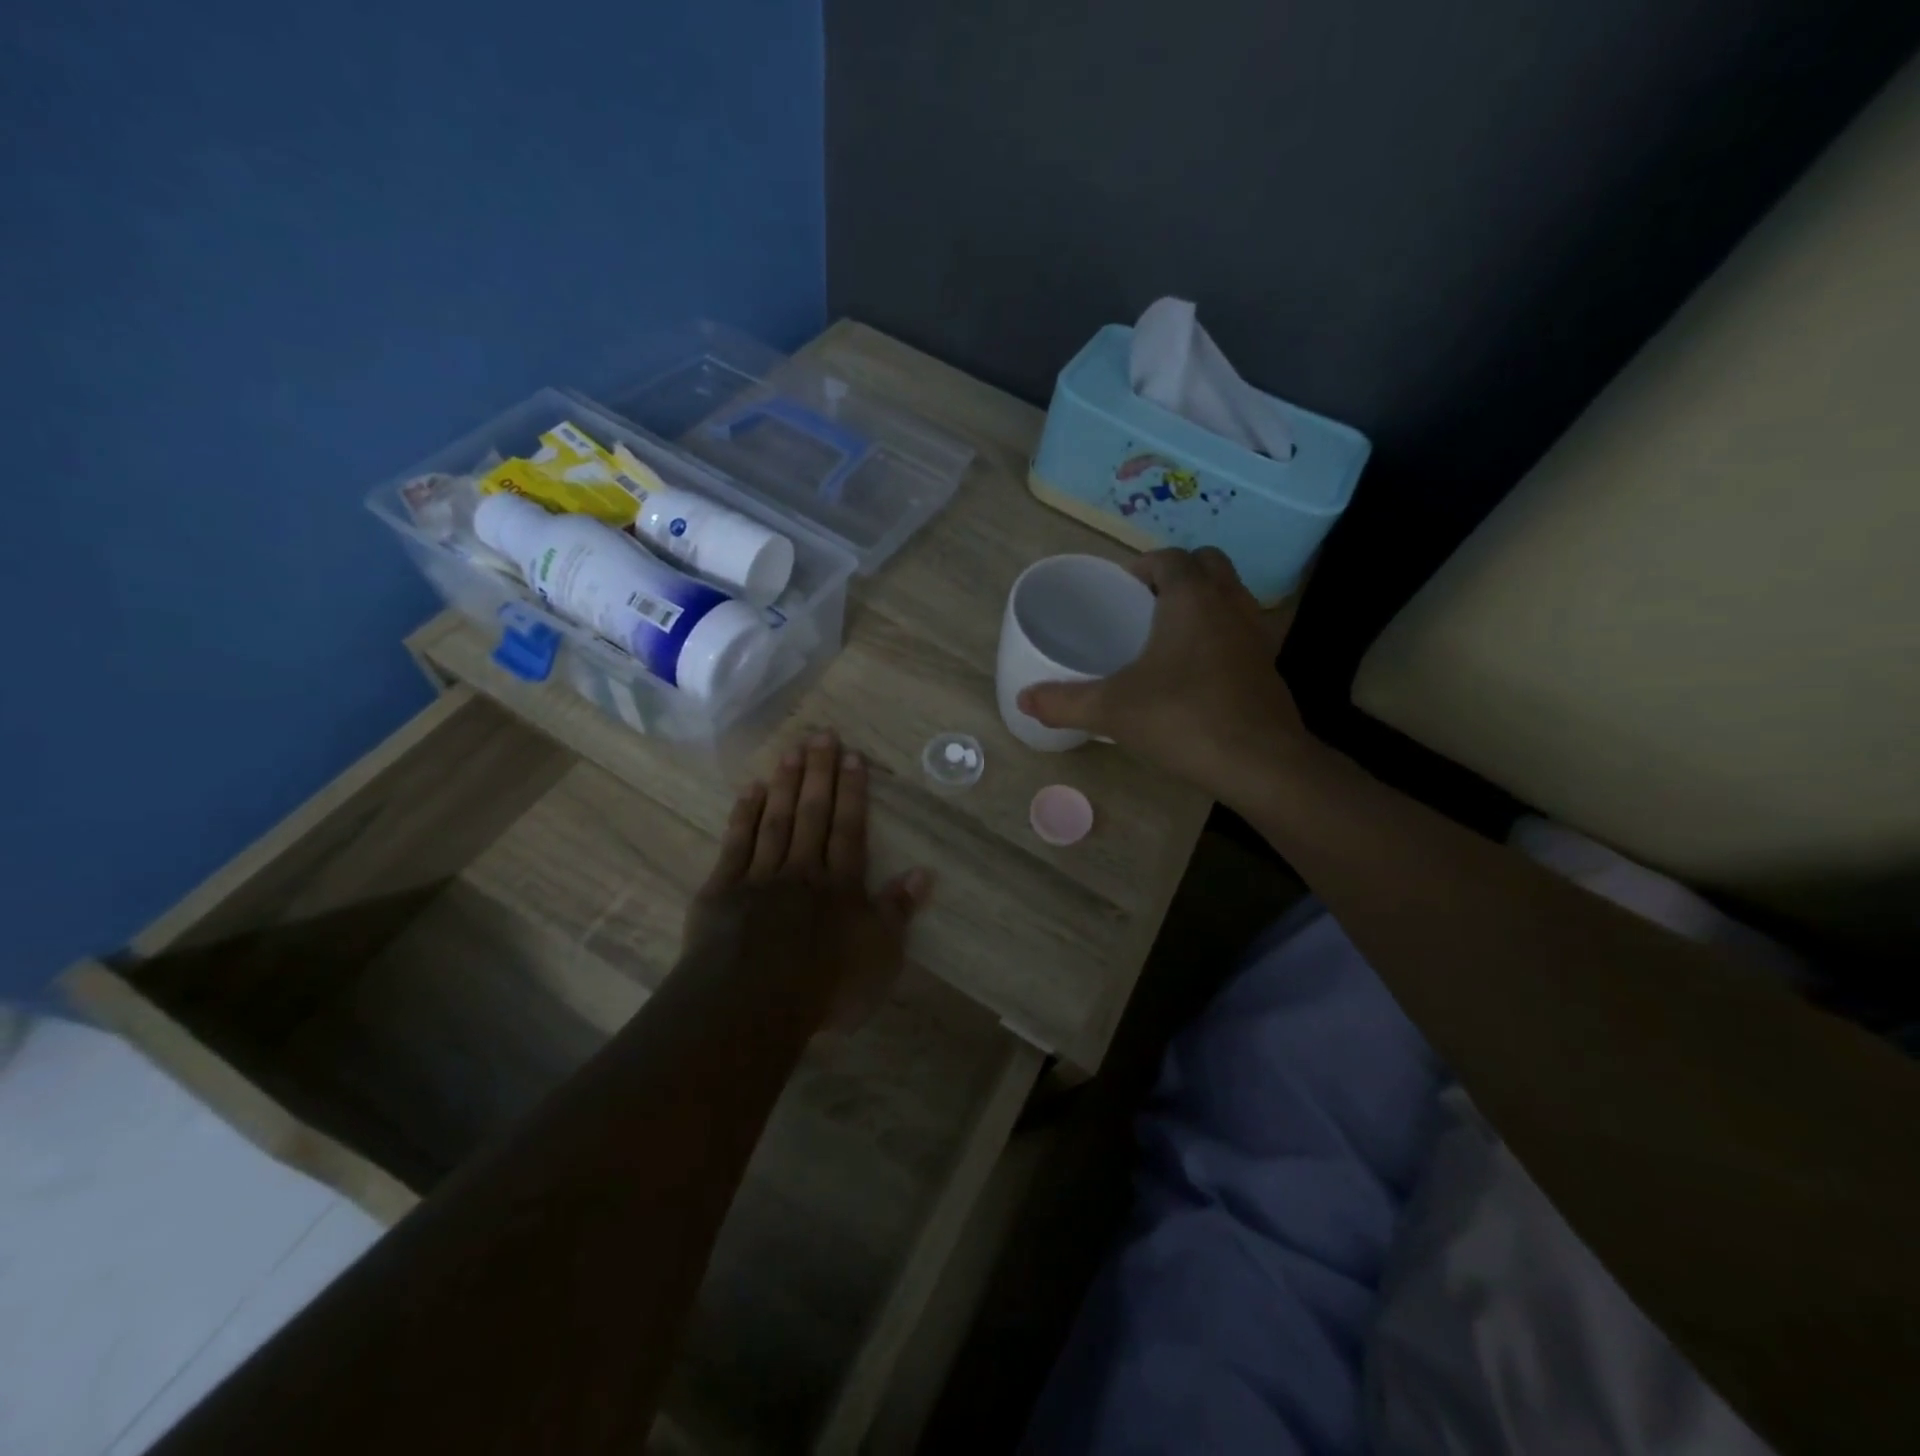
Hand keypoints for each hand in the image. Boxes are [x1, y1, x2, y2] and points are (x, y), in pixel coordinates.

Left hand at [682, 730, 931, 1031]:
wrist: (751, 1005)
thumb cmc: (825, 987)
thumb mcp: (879, 957)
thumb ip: (897, 912)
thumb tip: (923, 873)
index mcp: (840, 887)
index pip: (849, 830)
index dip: (853, 792)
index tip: (852, 756)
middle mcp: (802, 871)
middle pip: (813, 814)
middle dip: (819, 774)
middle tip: (822, 734)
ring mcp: (760, 878)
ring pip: (776, 821)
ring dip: (785, 785)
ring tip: (791, 751)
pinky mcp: (722, 891)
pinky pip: (736, 845)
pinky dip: (743, 816)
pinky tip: (750, 791)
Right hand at [1016, 547, 1313, 802]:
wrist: (1261, 763)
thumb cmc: (1183, 719)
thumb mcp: (1112, 710)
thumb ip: (1064, 701)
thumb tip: (1023, 699)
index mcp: (1192, 598)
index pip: (1169, 557)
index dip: (1142, 565)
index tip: (1120, 588)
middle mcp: (1230, 604)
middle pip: (1208, 563)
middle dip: (1177, 573)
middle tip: (1145, 604)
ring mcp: (1257, 633)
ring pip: (1231, 594)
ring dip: (1203, 599)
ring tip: (1169, 634)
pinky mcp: (1269, 664)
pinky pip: (1243, 629)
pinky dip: (1221, 632)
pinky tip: (1197, 669)